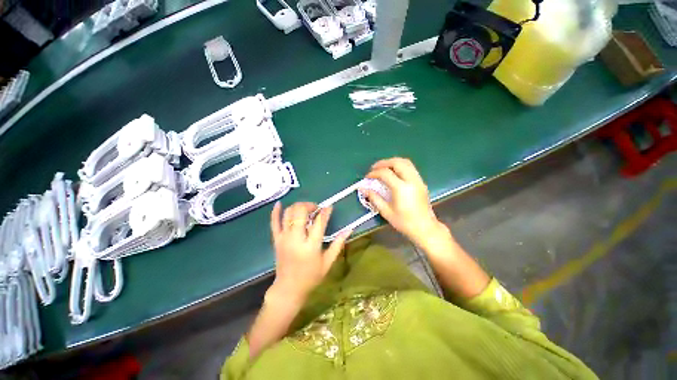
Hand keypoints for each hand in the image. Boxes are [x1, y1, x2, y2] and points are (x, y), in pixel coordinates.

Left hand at [269, 202, 349, 300]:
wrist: (289, 289)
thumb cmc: (311, 276)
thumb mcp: (328, 262)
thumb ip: (338, 244)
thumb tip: (349, 229)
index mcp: (311, 246)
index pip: (319, 222)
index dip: (325, 212)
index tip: (329, 206)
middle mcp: (296, 239)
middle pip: (300, 212)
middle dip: (309, 205)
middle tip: (316, 208)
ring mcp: (284, 238)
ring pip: (288, 214)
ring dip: (297, 206)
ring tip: (305, 209)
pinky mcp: (276, 240)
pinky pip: (274, 222)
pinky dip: (275, 211)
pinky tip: (279, 203)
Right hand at [363, 158, 445, 247]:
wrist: (425, 228)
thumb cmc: (404, 222)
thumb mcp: (386, 212)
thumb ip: (374, 198)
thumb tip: (363, 189)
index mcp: (401, 188)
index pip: (385, 173)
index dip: (374, 173)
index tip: (367, 177)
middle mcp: (411, 181)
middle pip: (397, 162)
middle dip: (384, 163)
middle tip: (374, 168)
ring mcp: (418, 180)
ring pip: (406, 162)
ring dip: (392, 162)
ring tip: (383, 168)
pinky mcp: (421, 182)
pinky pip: (410, 168)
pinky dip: (400, 166)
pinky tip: (394, 173)